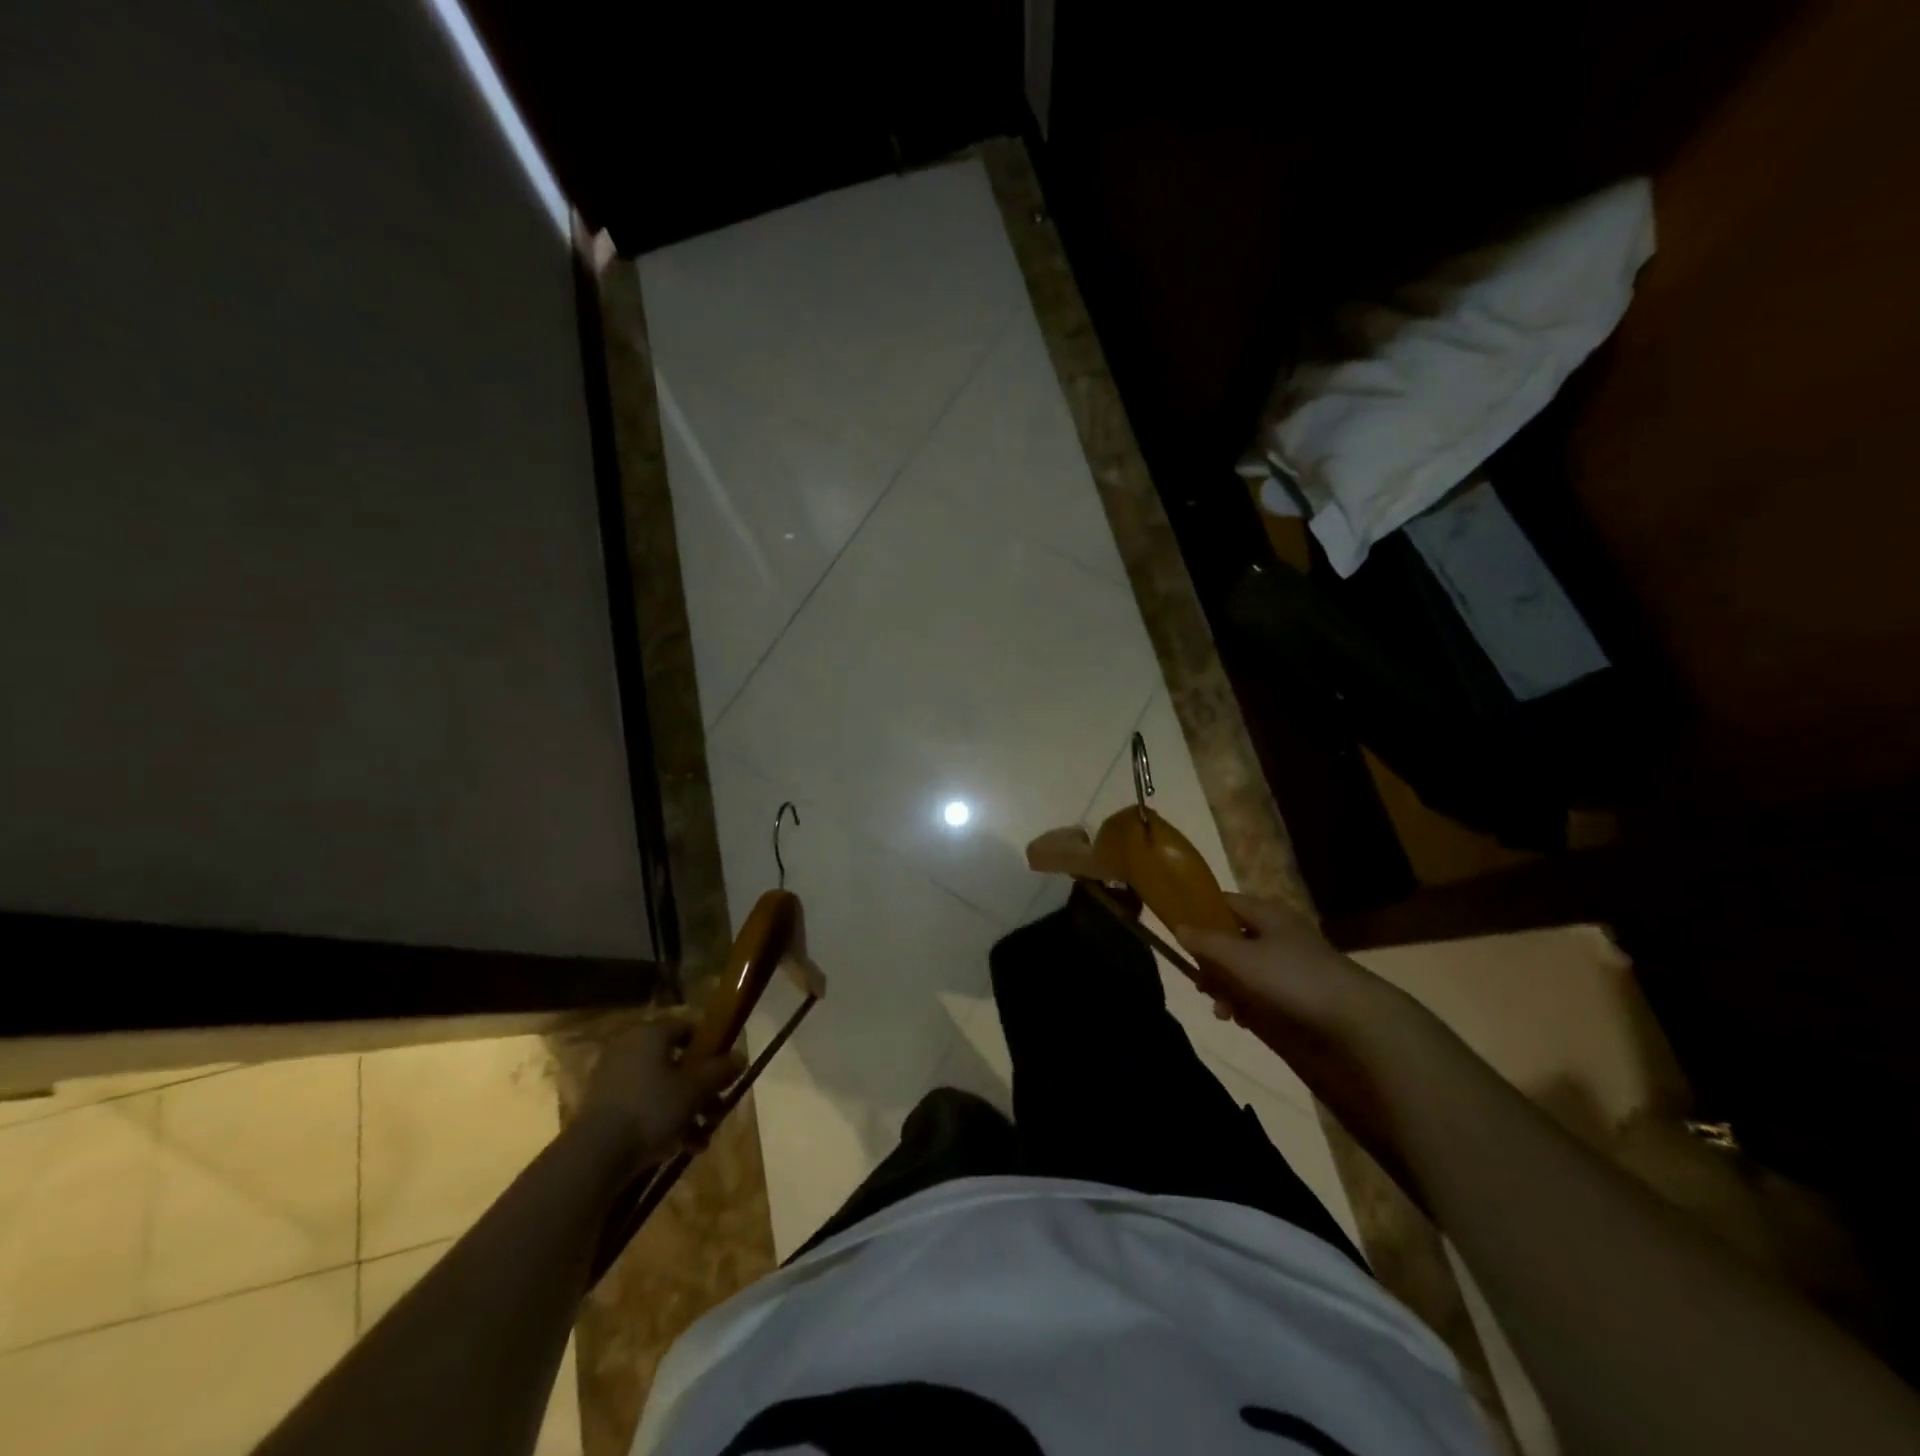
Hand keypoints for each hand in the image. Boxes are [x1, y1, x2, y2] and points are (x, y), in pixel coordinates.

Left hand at [576, 1021, 744, 1166]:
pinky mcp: (603, 1107)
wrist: (595, 1156)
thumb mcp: (695, 1089)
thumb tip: (741, 1056)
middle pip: (676, 1062)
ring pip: (661, 1087)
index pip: (689, 1028)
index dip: (711, 1048)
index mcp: (651, 1033)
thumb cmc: (651, 1109)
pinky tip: (681, 1148)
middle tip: (716, 1112)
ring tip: (701, 1139)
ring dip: (685, 1110)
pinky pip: (643, 1105)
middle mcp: (630, 1048)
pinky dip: (662, 1121)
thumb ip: (720, 1071)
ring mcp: (613, 1078)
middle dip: (701, 1089)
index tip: (725, 1071)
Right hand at [1175, 893, 1402, 1055]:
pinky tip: (1242, 1020)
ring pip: (1244, 969)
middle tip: (1202, 985)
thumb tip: (1178, 927)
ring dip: (1227, 988)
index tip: (1178, 934)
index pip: (1224, 902)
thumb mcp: (1240, 958)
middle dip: (1211, 963)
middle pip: (1231, 939)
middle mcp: (1278, 933)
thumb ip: (1206, 943)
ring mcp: (1290, 963)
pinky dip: (1247, 1003)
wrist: (1356, 1022)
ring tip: (1223, 1012)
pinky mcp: (1299, 994)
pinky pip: (1262, 992)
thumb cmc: (1291, 978)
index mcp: (1266, 913)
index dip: (1199, 913)